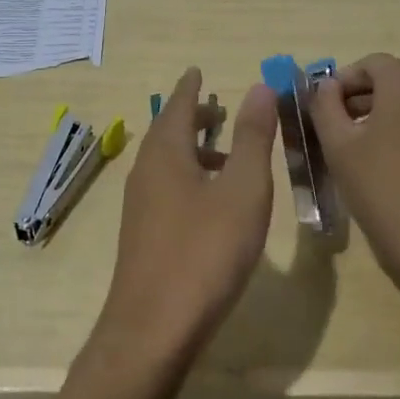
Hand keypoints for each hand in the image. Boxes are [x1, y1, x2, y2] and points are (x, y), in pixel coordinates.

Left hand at [94, 68, 278, 370]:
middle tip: (217, 106)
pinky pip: (166, 187)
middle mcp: (145, 171)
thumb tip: (259, 86)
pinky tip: (211, 201)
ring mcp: (140, 205)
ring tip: (224, 152)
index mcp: (166, 152)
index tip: (197, 70)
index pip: (177, 104)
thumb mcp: (242, 189)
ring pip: (166, 162)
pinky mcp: (143, 234)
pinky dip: (188, 176)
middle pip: (168, 131)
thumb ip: (252, 137)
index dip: (190, 87)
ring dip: (192, 148)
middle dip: (192, 116)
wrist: (153, 328)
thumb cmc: (204, 251)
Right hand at [309, 53, 399, 312]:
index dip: (341, 82)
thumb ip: (325, 107)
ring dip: (383, 122)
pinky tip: (392, 177)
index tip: (322, 110)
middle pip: (393, 84)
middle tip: (334, 133)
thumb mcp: (340, 147)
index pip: (369, 64)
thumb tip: (325, 87)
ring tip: (359, 157)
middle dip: (360, 101)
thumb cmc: (387, 192)